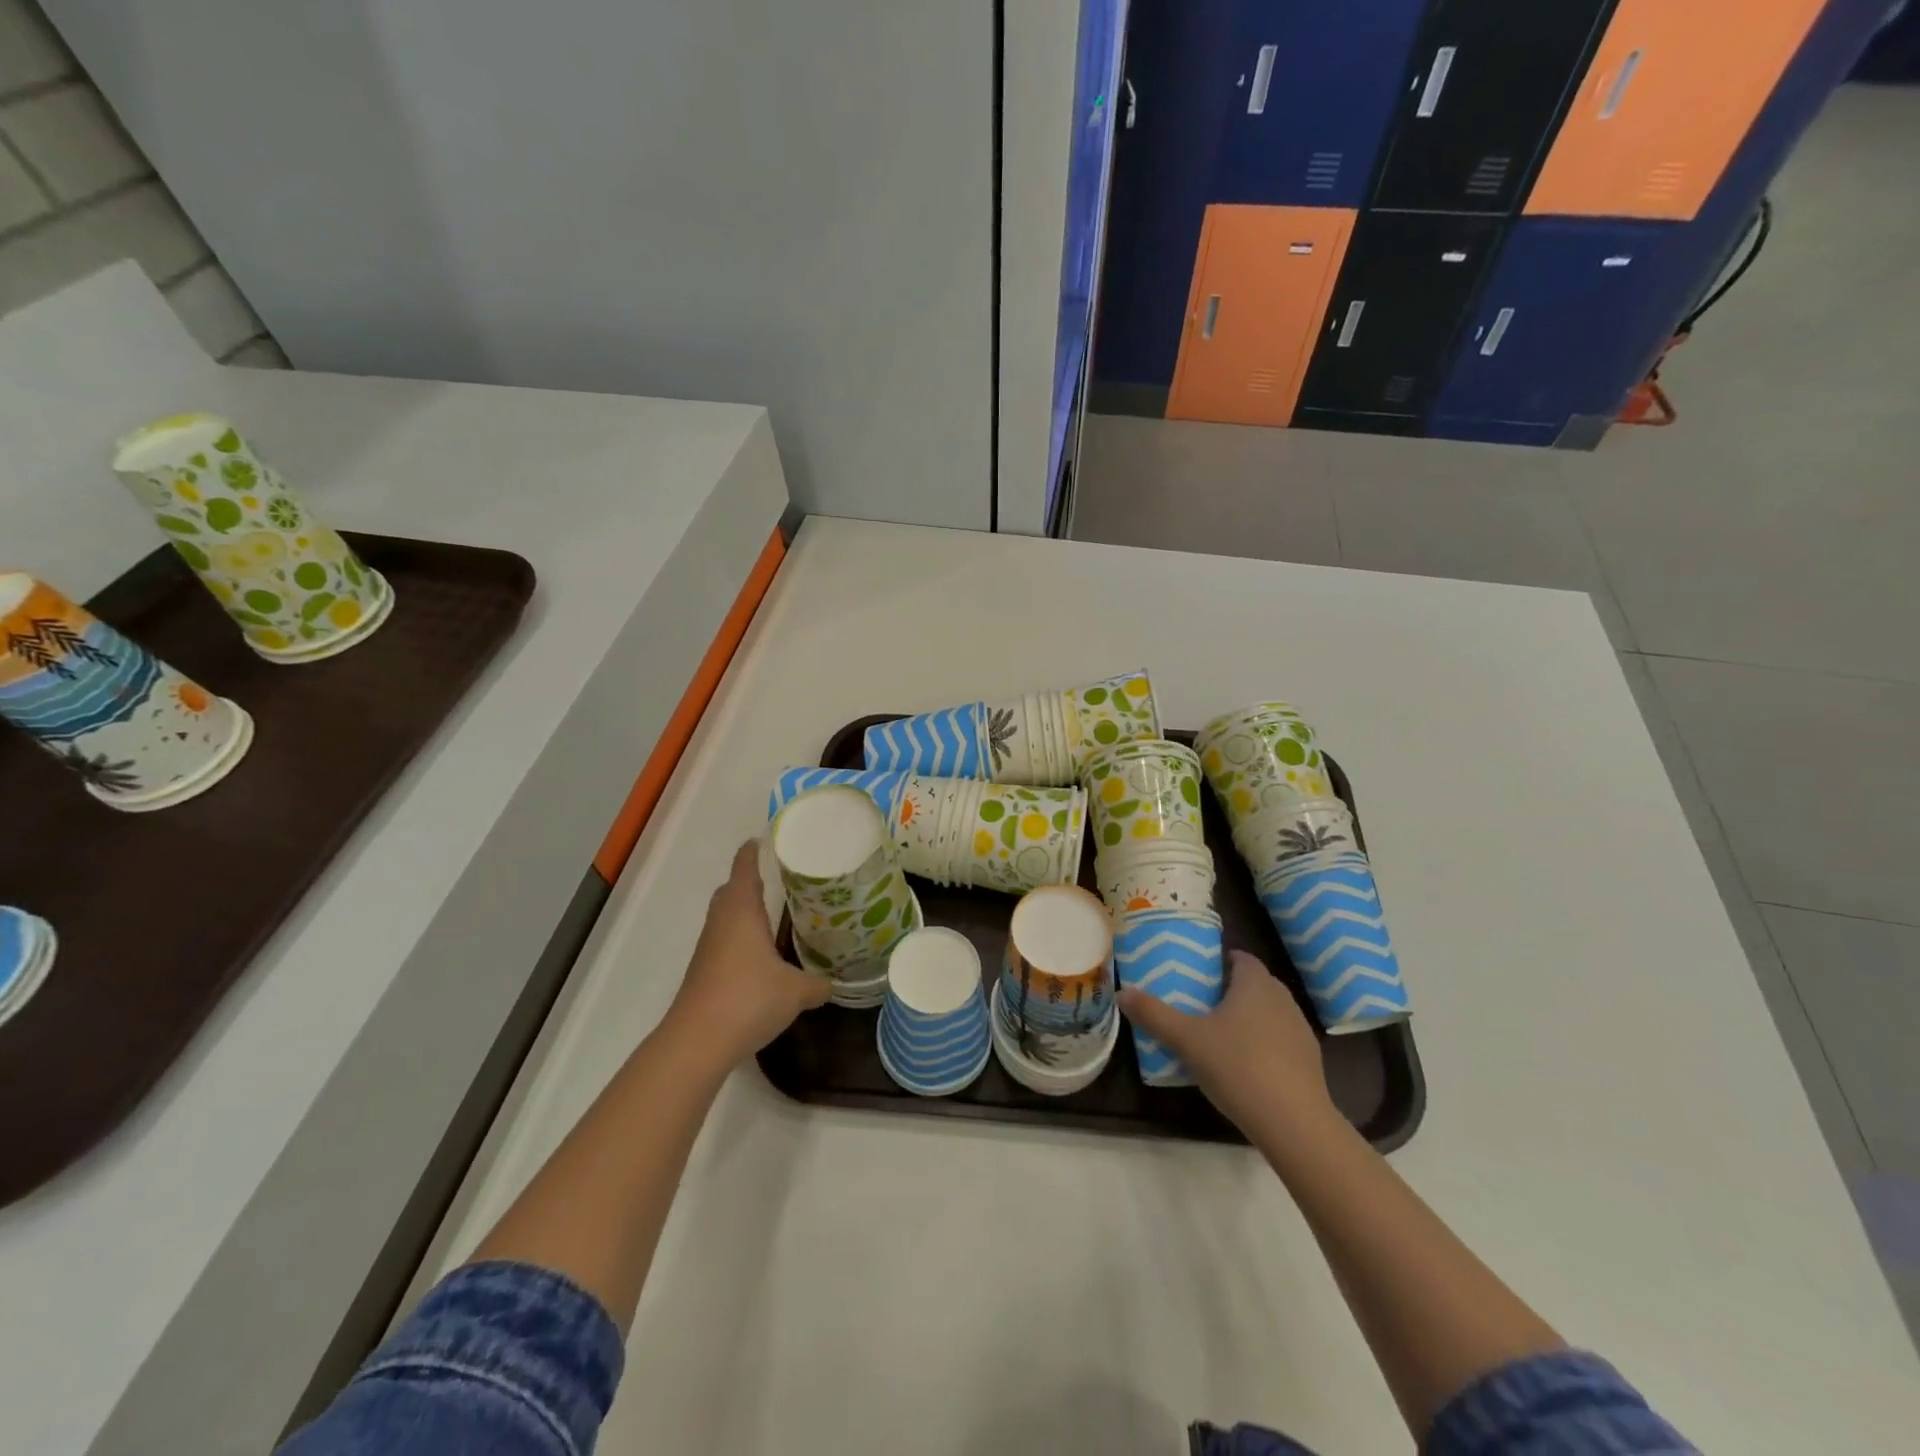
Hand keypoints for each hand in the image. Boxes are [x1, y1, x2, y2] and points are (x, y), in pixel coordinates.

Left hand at [665, 840, 831, 1068]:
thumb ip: (817, 984)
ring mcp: (708, 947)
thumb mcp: (796, 992)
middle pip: (731, 890)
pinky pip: (724, 941)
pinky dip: (740, 938)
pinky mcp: (704, 971)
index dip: (753, 851)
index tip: (764, 839)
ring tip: (776, 915)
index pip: (744, 868)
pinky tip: (761, 955)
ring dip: (745, 911)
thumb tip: (834, 984)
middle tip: (780, 879)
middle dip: (750, 880)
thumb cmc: (748, 999)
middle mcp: (722, 921)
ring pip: (726, 917)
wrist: (697, 1042)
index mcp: (742, 911)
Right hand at [1118, 950, 1335, 1140]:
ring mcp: (1300, 1031)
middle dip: (1230, 990)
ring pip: (1269, 1012)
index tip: (1198, 973)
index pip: (1241, 958)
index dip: (1221, 961)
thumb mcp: (1186, 1040)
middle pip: (1255, 984)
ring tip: (1219, 1035)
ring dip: (1248, 1018)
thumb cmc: (1237, 1067)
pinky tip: (1245, 1067)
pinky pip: (1281, 1040)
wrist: (1294, 1124)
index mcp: (1255, 984)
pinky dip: (1263, 1045)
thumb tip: (1121, 992)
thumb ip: (1153, 1014)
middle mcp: (1282, 999)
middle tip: (1200, 1003)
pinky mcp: (1310, 1062)